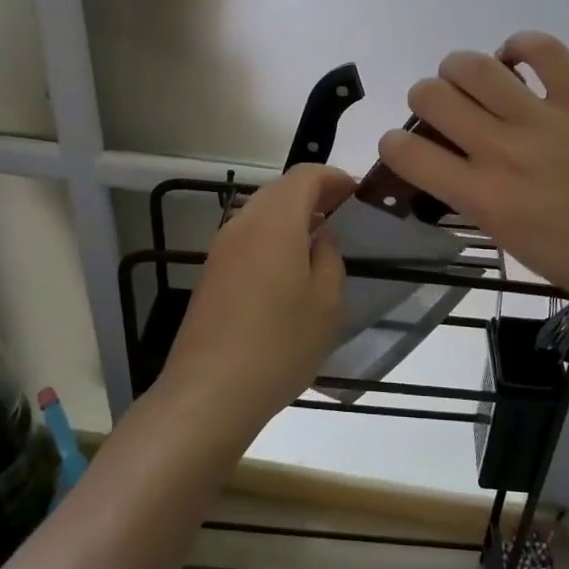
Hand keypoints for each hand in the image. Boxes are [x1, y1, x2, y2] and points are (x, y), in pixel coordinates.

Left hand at [161, 163, 356, 432]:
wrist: (210, 392)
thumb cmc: (280, 344)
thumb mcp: (326, 303)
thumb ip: (329, 257)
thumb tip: (321, 236)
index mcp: (275, 221)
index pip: (306, 175)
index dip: (334, 178)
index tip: (358, 195)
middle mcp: (243, 223)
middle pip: (280, 190)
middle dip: (313, 194)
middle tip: (343, 215)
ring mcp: (221, 248)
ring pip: (261, 212)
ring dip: (291, 216)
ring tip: (319, 242)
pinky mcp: (211, 273)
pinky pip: (247, 237)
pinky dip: (272, 237)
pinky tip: (288, 270)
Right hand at [378, 32, 568, 323]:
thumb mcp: (509, 240)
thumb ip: (472, 199)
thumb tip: (450, 165)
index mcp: (481, 196)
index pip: (405, 152)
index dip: (392, 144)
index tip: (405, 147)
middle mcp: (502, 150)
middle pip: (430, 95)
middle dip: (426, 100)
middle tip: (447, 112)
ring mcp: (544, 119)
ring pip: (473, 65)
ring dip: (461, 70)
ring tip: (476, 82)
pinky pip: (542, 48)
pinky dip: (520, 47)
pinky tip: (519, 61)